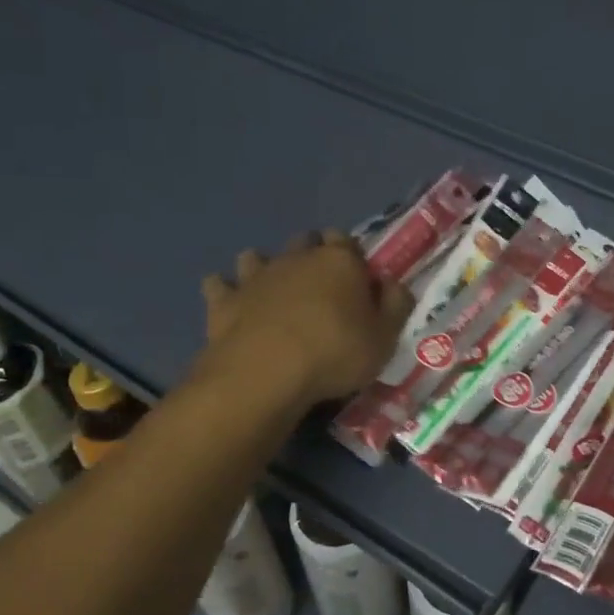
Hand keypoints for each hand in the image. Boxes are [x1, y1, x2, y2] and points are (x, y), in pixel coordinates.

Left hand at [199, 233, 413, 408]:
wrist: (266, 373)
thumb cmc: (335, 354)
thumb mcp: (385, 338)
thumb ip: (395, 306)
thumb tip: (393, 285)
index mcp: (339, 261)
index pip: (347, 241)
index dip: (352, 257)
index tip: (357, 280)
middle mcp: (296, 258)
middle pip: (305, 242)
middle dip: (311, 255)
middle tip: (319, 286)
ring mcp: (256, 276)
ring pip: (257, 256)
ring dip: (264, 267)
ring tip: (272, 290)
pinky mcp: (224, 300)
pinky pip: (218, 285)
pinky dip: (224, 290)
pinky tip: (229, 302)